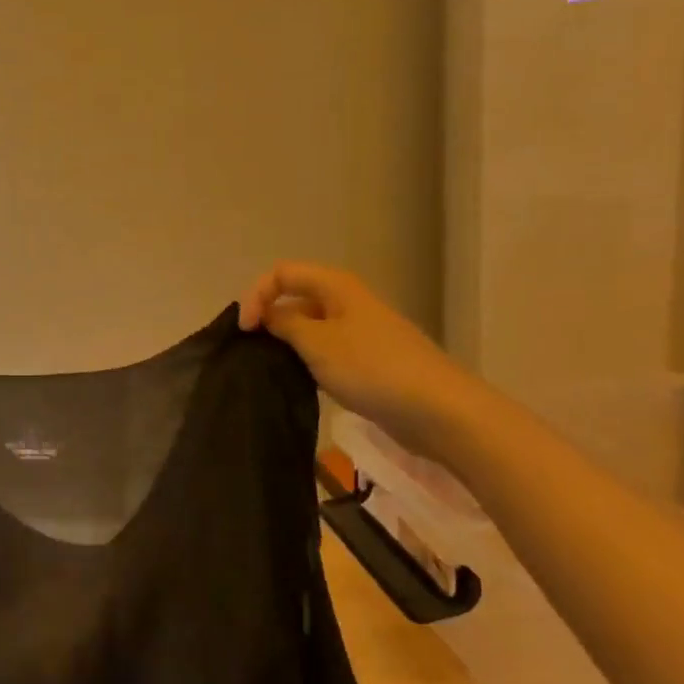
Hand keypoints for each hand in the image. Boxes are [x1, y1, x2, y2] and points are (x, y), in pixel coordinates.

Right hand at [238, 261, 479, 457]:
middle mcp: (346, 301)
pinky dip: (307, 360)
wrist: (438, 410)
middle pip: (294, 297)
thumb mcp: (317, 343)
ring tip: (270, 368)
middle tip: (251, 350)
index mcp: (335, 286)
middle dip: (269, 318)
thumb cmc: (372, 368)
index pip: (281, 274)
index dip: (257, 295)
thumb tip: (266, 315)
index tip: (245, 331)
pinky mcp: (366, 359)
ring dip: (287, 342)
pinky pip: (325, 349)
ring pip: (309, 326)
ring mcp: (358, 330)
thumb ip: (284, 324)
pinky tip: (300, 382)